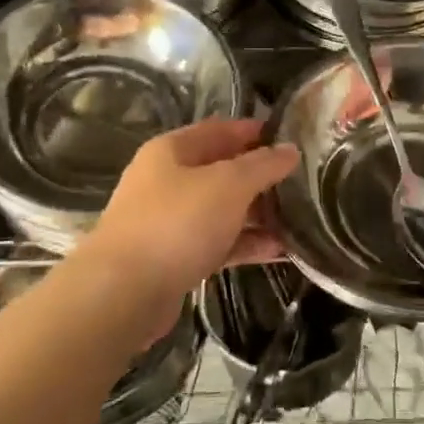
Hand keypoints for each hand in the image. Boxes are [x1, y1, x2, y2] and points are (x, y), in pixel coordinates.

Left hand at [87, 118, 298, 301]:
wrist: (122, 293)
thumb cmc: (177, 223)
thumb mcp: (228, 184)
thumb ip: (263, 165)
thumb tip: (290, 150)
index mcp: (172, 150)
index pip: (221, 130)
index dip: (257, 132)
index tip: (293, 140)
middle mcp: (166, 180)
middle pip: (222, 170)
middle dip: (260, 178)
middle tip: (301, 185)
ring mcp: (167, 221)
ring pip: (221, 209)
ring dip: (257, 214)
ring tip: (298, 220)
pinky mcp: (172, 258)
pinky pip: (216, 242)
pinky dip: (244, 244)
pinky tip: (278, 251)